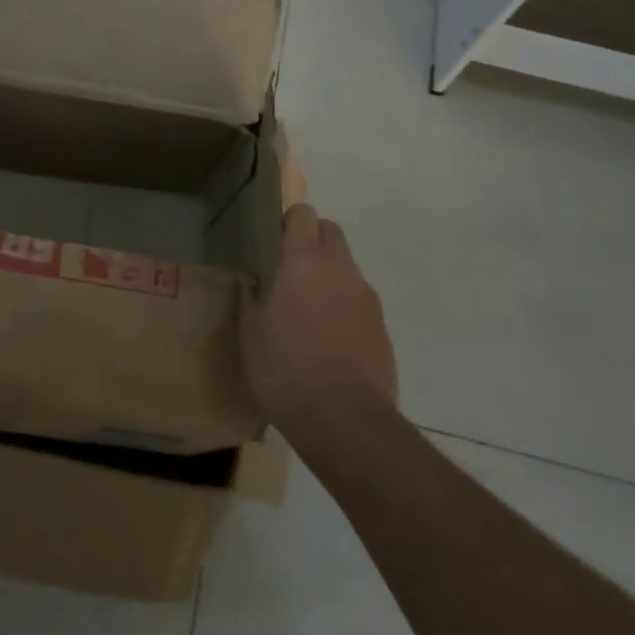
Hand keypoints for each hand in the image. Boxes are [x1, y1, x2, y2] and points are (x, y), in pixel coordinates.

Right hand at [242, 205, 397, 435]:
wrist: (345, 420)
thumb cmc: (286, 369)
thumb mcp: (251, 335)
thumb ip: (253, 299)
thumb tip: (255, 283)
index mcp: (303, 261)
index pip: (303, 215)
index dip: (289, 221)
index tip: (275, 241)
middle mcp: (339, 269)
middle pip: (331, 232)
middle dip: (313, 241)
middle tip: (292, 271)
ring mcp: (366, 297)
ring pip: (347, 268)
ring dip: (330, 277)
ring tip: (310, 313)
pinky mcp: (382, 326)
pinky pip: (360, 302)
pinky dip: (345, 308)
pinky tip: (331, 341)